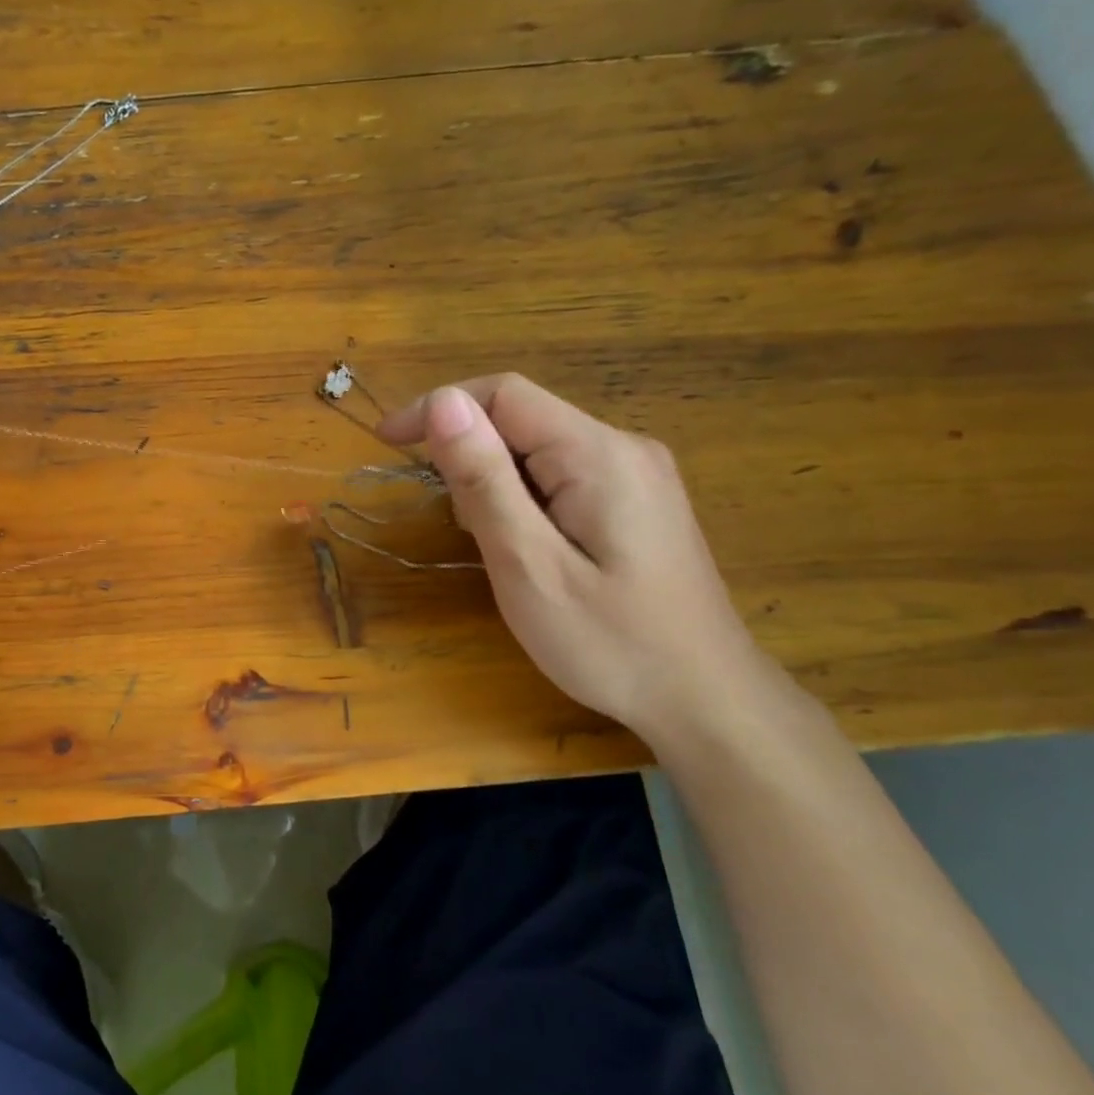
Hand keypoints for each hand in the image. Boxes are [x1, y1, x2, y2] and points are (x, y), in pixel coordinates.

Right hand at [377, 375, 773, 739]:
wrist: (706, 700)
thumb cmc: (610, 642)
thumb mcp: (529, 565)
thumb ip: (485, 481)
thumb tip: (442, 403)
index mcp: (597, 454)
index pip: (503, 394)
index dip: (438, 407)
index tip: (388, 444)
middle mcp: (622, 448)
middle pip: (522, 420)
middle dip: (469, 456)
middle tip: (456, 527)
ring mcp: (636, 475)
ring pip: (538, 451)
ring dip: (494, 483)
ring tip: (493, 548)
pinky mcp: (636, 503)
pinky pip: (561, 477)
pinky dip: (523, 500)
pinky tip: (528, 550)